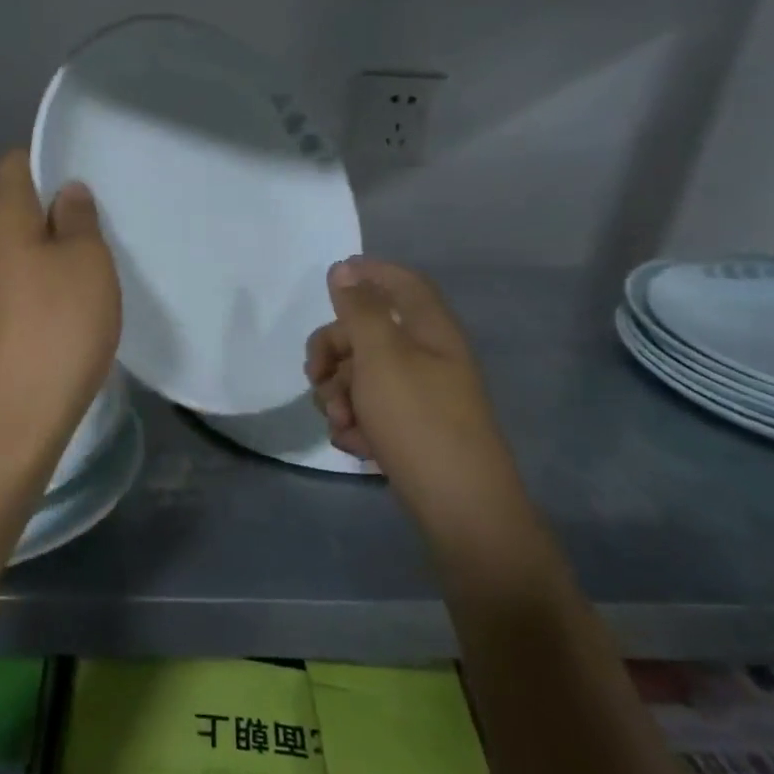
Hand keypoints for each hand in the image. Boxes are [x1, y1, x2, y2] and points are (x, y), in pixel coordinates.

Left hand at [0, 151, 120, 459]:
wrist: (15, 414)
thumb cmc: (58, 324)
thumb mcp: (87, 261)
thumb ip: (79, 218)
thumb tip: (66, 192)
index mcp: (0, 216)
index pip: (15, 164)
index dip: (48, 161)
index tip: (86, 178)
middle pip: (14, 205)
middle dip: (54, 207)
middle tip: (100, 221)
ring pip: (17, 246)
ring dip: (50, 247)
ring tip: (94, 259)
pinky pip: (16, 280)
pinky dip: (41, 280)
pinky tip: (71, 299)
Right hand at [305, 258, 507, 494]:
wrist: (458, 505)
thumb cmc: (418, 418)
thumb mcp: (381, 356)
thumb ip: (359, 309)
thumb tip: (344, 269)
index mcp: (429, 330)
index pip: (402, 282)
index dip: (370, 272)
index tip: (332, 278)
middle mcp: (427, 356)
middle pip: (368, 332)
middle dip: (334, 352)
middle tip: (315, 375)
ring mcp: (419, 395)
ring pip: (361, 375)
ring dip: (339, 395)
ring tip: (340, 423)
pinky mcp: (410, 429)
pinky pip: (369, 410)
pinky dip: (355, 423)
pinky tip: (355, 444)